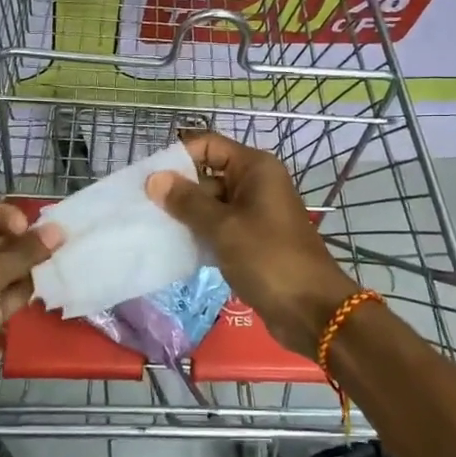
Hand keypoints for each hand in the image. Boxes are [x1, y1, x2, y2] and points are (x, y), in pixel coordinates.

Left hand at [0, 200, 59, 422]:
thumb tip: (57, 230)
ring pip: (9, 272)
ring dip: (34, 270)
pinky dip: (29, 295)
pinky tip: (56, 291)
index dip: (11, 216)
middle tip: (67, 248)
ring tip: (69, 267)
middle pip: (0, 241)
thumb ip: (24, 252)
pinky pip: (10, 299)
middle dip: (30, 244)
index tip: (36, 232)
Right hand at [146, 132, 356, 355]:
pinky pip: (220, 228)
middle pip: (208, 175)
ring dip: (187, 217)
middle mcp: (256, 184)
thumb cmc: (269, 259)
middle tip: (144, 210)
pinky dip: (201, 235)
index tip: (148, 180)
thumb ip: (187, 202)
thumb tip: (154, 179)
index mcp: (255, 168)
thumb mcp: (223, 228)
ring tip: (153, 230)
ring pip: (212, 205)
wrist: (312, 310)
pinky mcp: (253, 240)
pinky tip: (176, 249)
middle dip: (178, 191)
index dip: (178, 157)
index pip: (208, 146)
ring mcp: (255, 214)